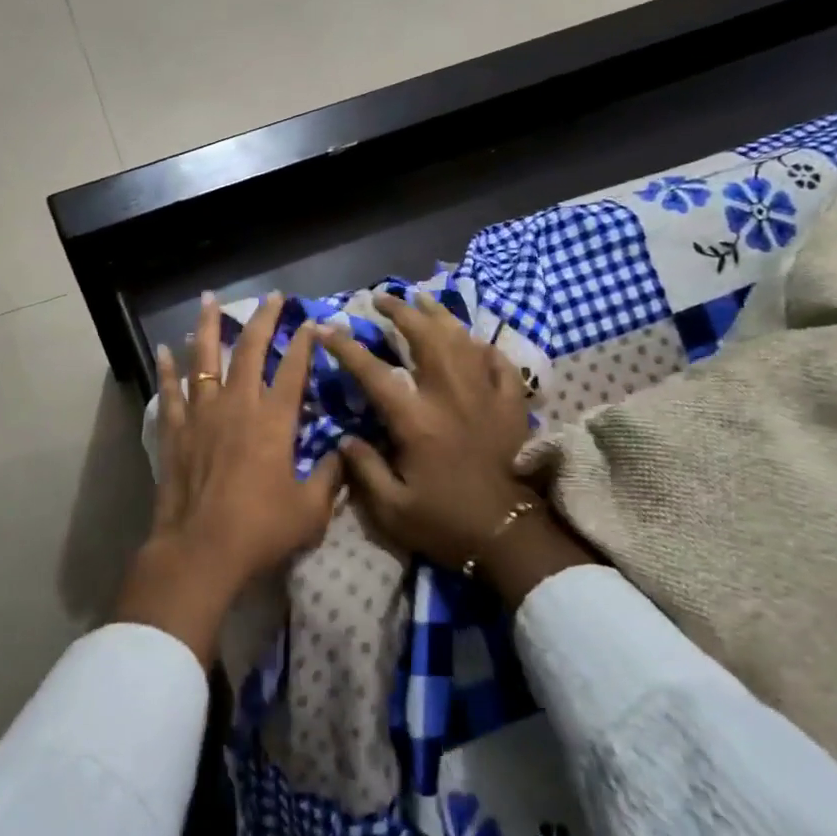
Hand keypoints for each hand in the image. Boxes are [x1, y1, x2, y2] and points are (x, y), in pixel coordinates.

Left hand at [115, 291, 343, 664]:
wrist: (200, 550)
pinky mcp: (175, 431)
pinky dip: (166, 370)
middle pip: (249, 351)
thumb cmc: (260, 530)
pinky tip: (164, 350)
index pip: (293, 370)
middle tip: (271, 296)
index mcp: (274, 422)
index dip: (304, 343)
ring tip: (207, 299)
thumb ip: (330, 477)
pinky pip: (169, 392)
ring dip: (208, 327)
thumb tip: (344, 453)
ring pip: (204, 360)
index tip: (312, 322)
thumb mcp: (310, 510)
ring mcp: (202, 415)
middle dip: (262, 320)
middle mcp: (237, 406)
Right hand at [319, 291, 595, 604]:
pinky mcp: (511, 405)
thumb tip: (344, 438)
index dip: (346, 347)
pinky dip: (484, 346)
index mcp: (416, 420)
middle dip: (400, 312)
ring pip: (462, 339)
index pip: (373, 372)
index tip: (326, 328)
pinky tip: (473, 341)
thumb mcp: (392, 509)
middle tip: (382, 298)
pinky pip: (499, 362)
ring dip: (440, 315)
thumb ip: (364, 469)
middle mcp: (450, 396)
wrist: (510, 537)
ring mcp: (485, 396)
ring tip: (422, 299)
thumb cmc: (447, 523)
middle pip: (425, 338)